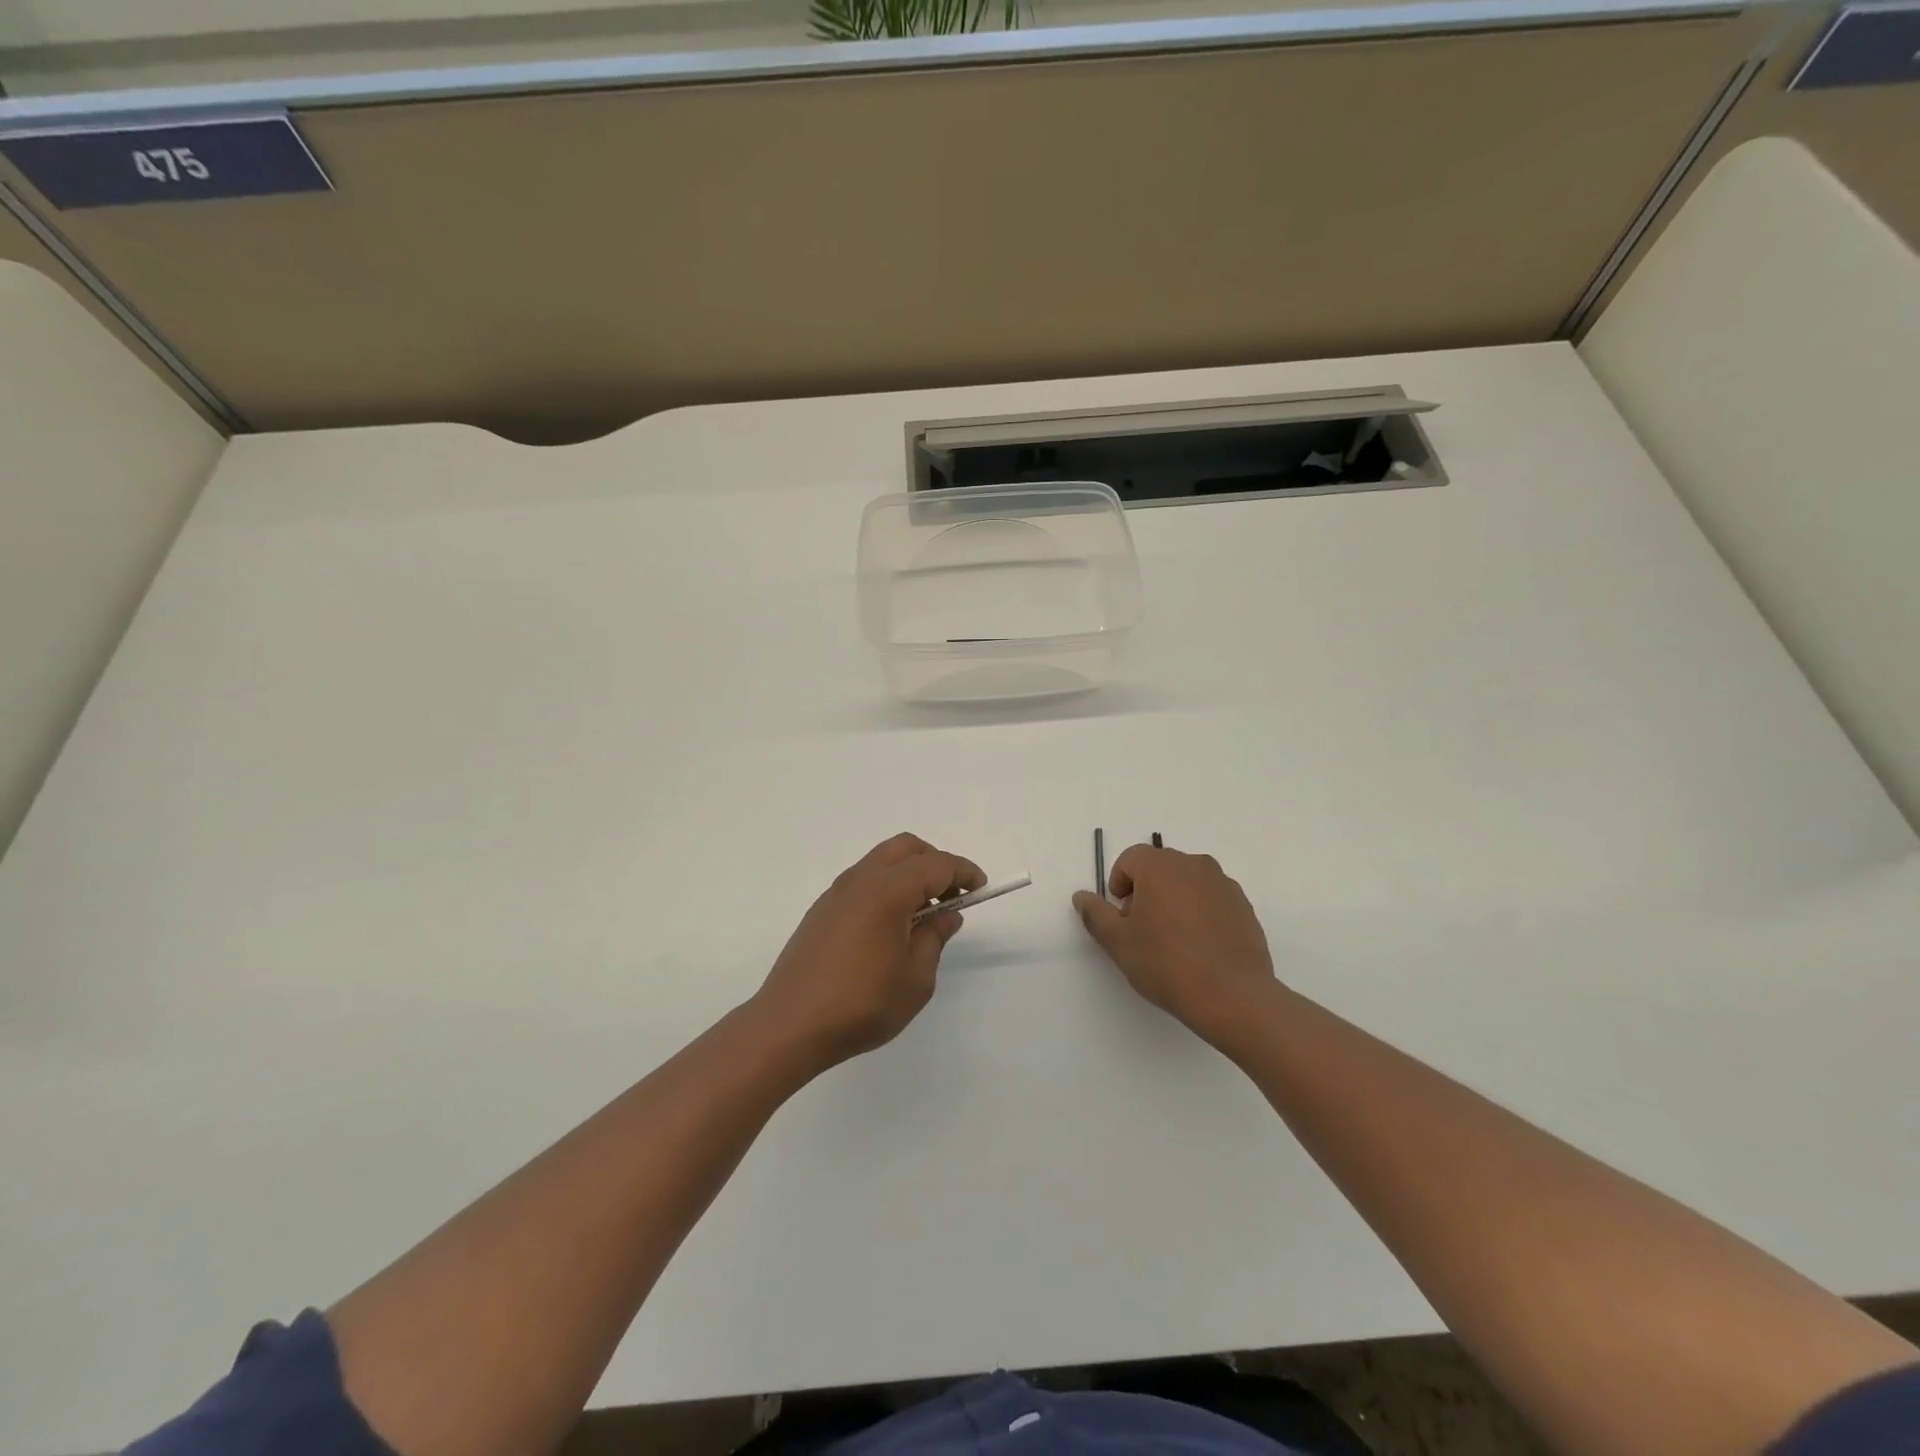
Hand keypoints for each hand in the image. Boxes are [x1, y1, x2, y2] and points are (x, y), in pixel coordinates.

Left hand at [755, 833, 984, 1069]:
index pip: (936, 865)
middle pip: (906, 849)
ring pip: (881, 861)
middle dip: (935, 863)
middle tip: (953, 895)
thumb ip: (934, 938)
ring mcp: (836, 893)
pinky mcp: (821, 910)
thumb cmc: (861, 1004)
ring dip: (909, 874)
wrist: (789, 1025)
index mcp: (887, 891)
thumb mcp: (915, 979)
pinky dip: (886, 887)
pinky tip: (891, 926)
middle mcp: (860, 880)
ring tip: (923, 915)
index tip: (980, 888)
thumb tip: (945, 914)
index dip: (963, 872)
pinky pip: (863, 881)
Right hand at [1072, 843, 1278, 1043]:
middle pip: (1159, 868)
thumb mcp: (1118, 942)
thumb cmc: (1166, 964)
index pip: (1130, 860)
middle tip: (1143, 930)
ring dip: (1174, 901)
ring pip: (1187, 882)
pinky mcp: (1244, 906)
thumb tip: (1082, 897)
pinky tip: (1199, 948)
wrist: (1232, 996)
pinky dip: (1200, 913)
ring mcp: (1223, 884)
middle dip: (1145, 892)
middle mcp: (1194, 865)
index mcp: (1160, 866)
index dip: (1119, 885)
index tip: (1122, 918)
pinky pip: (1211, 899)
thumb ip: (1096, 914)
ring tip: (1172, 941)